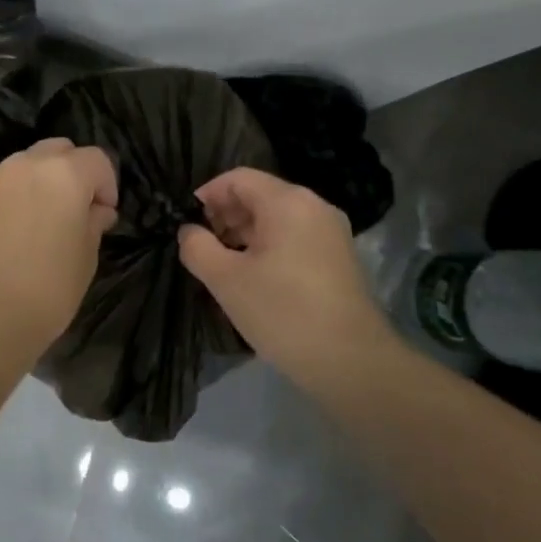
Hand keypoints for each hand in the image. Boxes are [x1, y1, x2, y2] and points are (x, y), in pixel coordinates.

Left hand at [0, 138, 118, 349]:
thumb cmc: (48, 289)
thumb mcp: (86, 258)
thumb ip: (93, 223)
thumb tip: (95, 210)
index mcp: (64, 174)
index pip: (96, 160)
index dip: (106, 185)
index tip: (102, 214)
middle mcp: (24, 165)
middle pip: (56, 151)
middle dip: (69, 172)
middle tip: (69, 210)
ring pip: (19, 167)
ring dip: (32, 184)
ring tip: (29, 223)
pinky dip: (0, 201)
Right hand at [177, 167, 392, 375]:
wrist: (352, 363)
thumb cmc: (283, 312)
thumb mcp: (225, 280)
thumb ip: (197, 247)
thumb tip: (189, 231)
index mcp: (288, 202)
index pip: (238, 178)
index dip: (207, 194)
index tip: (187, 223)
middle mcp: (314, 207)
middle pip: (259, 195)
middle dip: (225, 214)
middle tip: (203, 246)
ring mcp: (331, 232)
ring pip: (277, 218)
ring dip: (245, 232)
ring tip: (224, 264)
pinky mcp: (339, 257)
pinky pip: (294, 237)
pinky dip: (269, 246)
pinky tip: (254, 277)